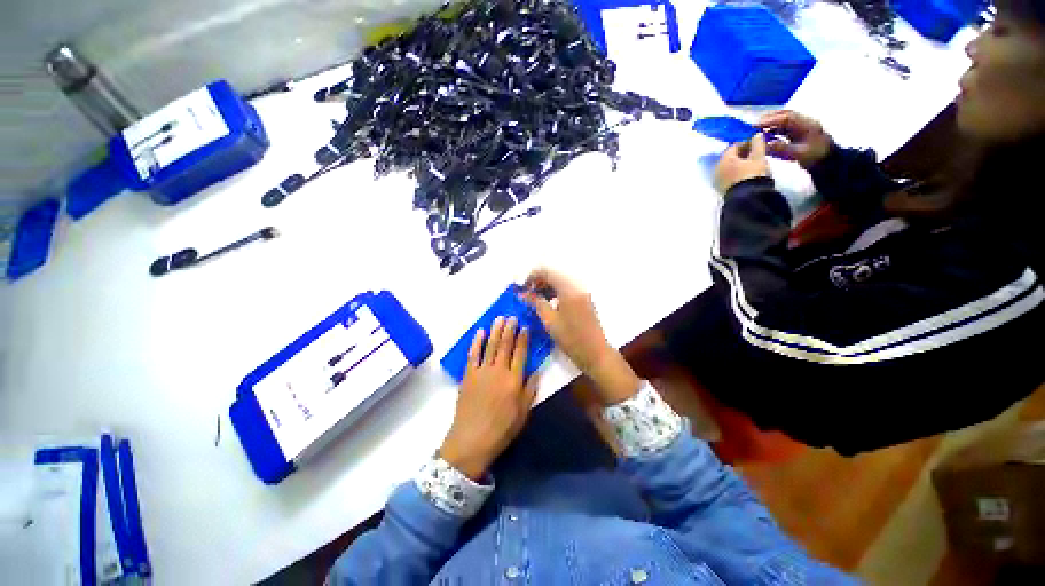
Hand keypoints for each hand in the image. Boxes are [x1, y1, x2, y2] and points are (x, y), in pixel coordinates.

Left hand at [439, 317, 537, 479]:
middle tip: (512, 317)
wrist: (472, 440)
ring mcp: (482, 371)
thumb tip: (536, 371)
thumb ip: (530, 390)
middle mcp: (499, 371)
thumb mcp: (523, 413)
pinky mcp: (468, 375)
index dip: (523, 339)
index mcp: (514, 380)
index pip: (520, 353)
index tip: (525, 327)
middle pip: (505, 346)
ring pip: (490, 346)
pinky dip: (476, 342)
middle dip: (510, 330)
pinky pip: (473, 355)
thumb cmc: (502, 429)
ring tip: (499, 318)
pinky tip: (480, 332)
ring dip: (495, 331)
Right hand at [521, 268, 640, 404]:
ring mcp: (582, 292)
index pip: (547, 272)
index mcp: (569, 289)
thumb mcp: (550, 321)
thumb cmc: (571, 339)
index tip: (522, 288)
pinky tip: (548, 303)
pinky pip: (567, 289)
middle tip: (527, 295)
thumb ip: (536, 303)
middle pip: (554, 275)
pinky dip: (555, 292)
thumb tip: (522, 293)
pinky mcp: (584, 299)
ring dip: (546, 287)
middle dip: (538, 282)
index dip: (532, 276)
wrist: (595, 353)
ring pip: (560, 282)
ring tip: (535, 300)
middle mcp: (577, 286)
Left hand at [713, 132, 770, 194]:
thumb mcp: (758, 157)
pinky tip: (747, 174)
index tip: (758, 143)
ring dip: (739, 164)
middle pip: (730, 157)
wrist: (747, 200)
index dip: (746, 142)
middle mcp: (717, 169)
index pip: (734, 146)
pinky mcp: (721, 190)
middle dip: (742, 153)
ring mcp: (717, 181)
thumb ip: (757, 144)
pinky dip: (736, 173)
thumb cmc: (753, 175)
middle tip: (756, 153)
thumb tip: (756, 135)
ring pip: (729, 167)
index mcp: (724, 159)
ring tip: (753, 164)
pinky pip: (728, 176)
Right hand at [756, 110, 832, 168]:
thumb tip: (766, 144)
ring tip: (758, 129)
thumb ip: (783, 148)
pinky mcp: (800, 134)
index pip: (786, 118)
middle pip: (786, 115)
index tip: (755, 126)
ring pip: (785, 121)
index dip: (770, 120)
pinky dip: (775, 130)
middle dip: (770, 118)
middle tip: (754, 125)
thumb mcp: (798, 154)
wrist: (828, 162)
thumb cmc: (815, 157)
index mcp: (806, 125)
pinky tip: (766, 135)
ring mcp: (802, 128)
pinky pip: (785, 128)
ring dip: (771, 123)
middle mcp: (804, 123)